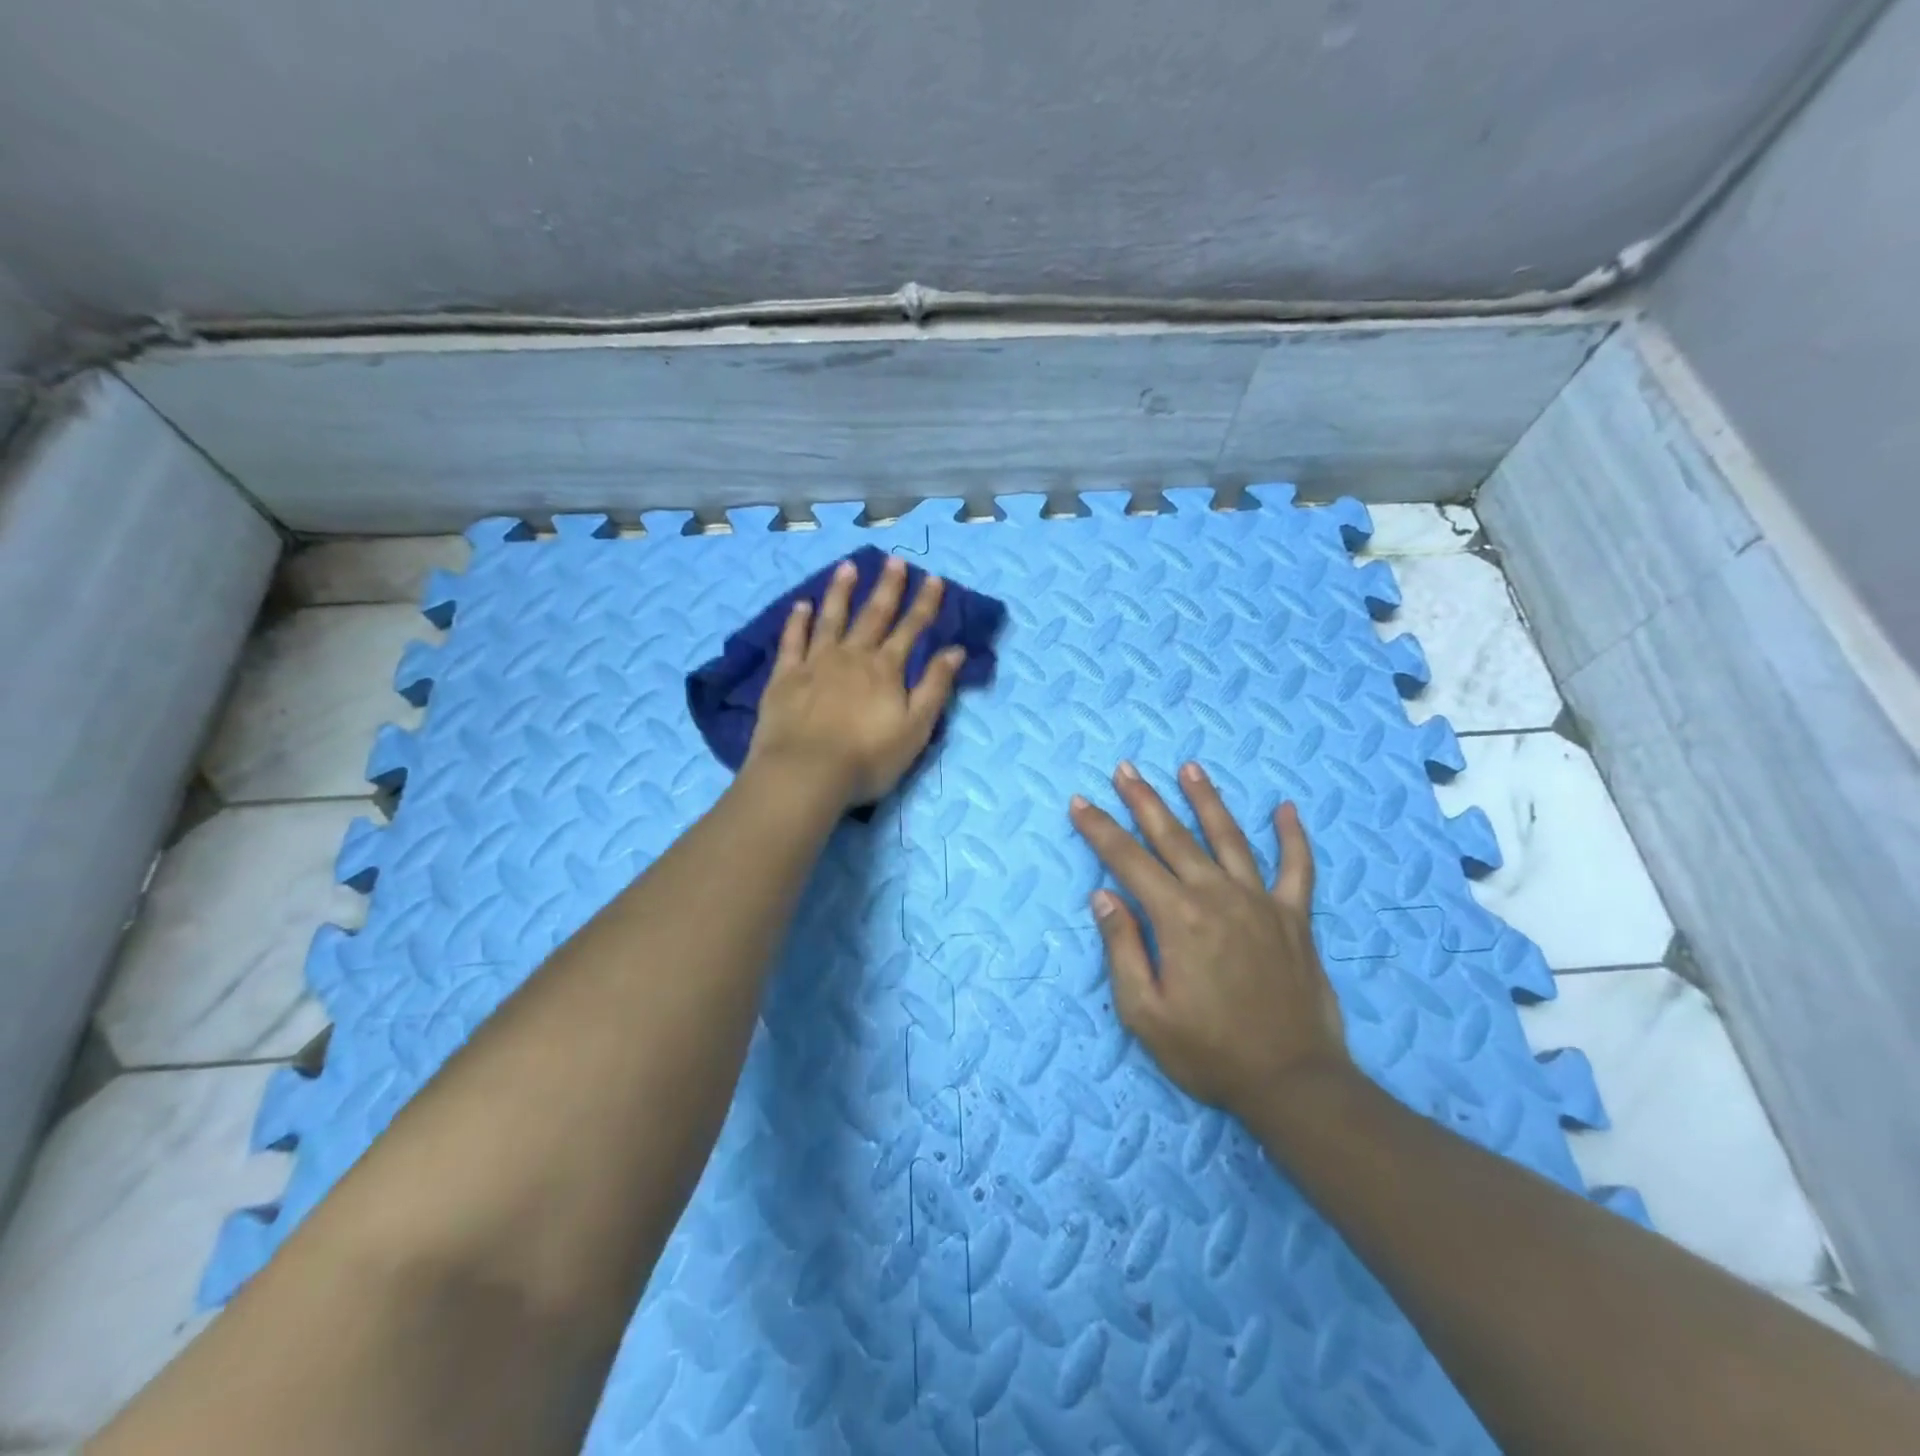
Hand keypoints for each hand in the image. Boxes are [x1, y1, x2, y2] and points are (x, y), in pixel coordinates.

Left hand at [746, 554, 965, 807]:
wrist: (805, 773)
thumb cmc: (868, 758)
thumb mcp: (915, 728)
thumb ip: (935, 688)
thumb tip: (955, 651)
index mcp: (886, 670)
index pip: (911, 629)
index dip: (925, 604)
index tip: (934, 579)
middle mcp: (852, 656)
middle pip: (873, 615)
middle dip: (887, 587)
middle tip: (895, 561)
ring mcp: (815, 663)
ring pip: (832, 618)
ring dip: (842, 592)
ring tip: (849, 567)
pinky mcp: (785, 676)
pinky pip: (792, 640)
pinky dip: (798, 621)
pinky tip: (802, 605)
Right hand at [1069, 761, 1349, 1116]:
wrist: (1292, 1082)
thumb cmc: (1209, 1051)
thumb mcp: (1145, 1012)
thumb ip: (1122, 948)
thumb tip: (1103, 895)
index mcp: (1177, 917)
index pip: (1128, 860)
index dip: (1100, 829)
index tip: (1080, 802)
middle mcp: (1217, 896)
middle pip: (1174, 836)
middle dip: (1144, 800)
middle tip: (1125, 768)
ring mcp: (1261, 902)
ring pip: (1229, 838)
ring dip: (1206, 800)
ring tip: (1189, 768)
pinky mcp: (1295, 918)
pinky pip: (1297, 868)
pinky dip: (1293, 836)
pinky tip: (1286, 808)